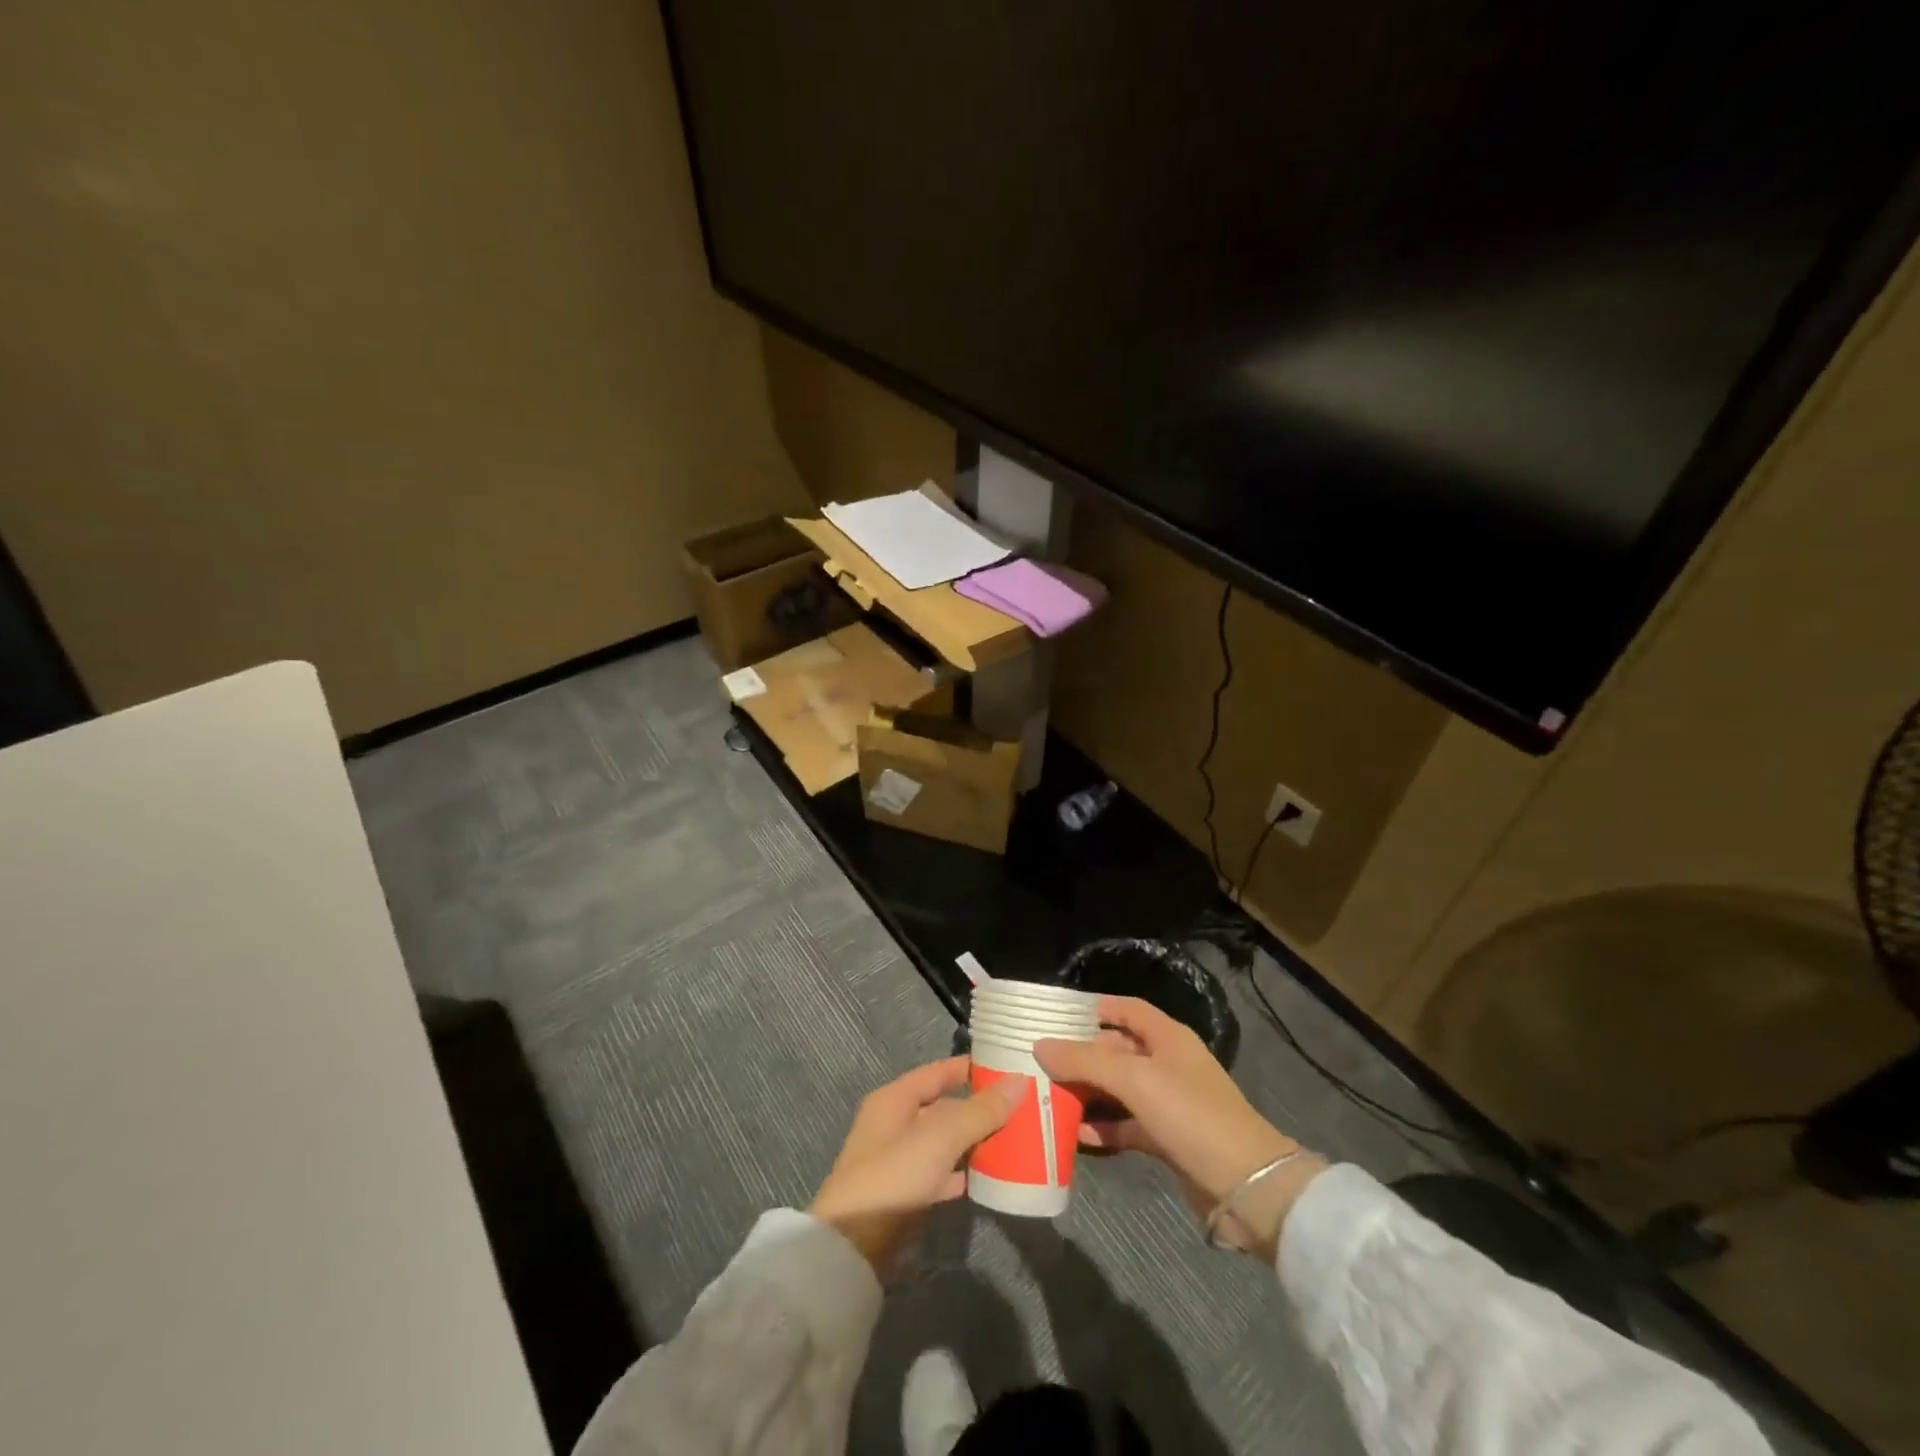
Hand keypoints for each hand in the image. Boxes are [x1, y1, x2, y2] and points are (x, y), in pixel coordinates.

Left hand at [809, 1057, 1022, 1275]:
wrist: (852, 1250)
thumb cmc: (894, 1177)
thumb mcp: (940, 1137)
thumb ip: (980, 1110)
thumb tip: (1019, 1080)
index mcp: (895, 1099)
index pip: (940, 1071)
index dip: (972, 1067)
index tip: (1010, 1067)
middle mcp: (895, 1124)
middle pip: (944, 1107)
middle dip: (980, 1108)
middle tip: (1023, 1108)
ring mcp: (898, 1162)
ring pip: (945, 1142)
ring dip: (975, 1141)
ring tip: (1015, 1140)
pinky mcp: (904, 1196)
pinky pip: (942, 1174)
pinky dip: (964, 1173)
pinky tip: (990, 1178)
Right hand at [1034, 997, 1326, 1260]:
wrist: (1248, 1188)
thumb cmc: (1192, 1116)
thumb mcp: (1136, 1081)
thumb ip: (1086, 1061)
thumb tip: (1041, 1045)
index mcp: (1167, 1038)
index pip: (1126, 1009)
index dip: (1093, 1008)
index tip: (1056, 1016)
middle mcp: (1167, 1064)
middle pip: (1117, 1050)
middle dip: (1082, 1055)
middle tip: (1041, 1062)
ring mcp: (1168, 1103)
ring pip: (1119, 1089)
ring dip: (1088, 1093)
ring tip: (1048, 1097)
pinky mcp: (1167, 1138)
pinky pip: (1126, 1125)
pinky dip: (1103, 1128)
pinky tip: (1075, 1136)